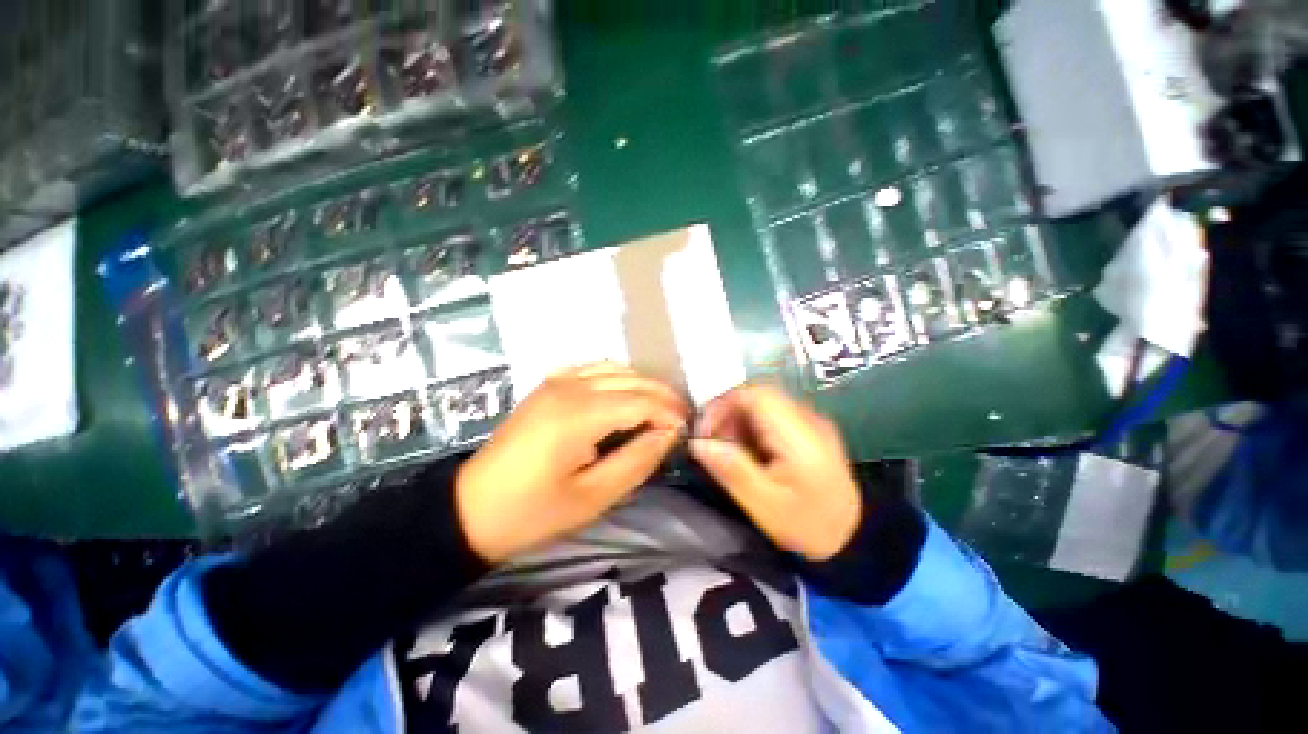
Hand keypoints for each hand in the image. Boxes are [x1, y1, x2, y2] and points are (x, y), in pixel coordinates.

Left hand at [456, 363, 689, 562]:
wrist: (470, 508)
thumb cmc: (533, 511)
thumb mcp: (593, 498)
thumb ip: (637, 461)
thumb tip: (668, 434)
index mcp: (579, 415)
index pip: (640, 401)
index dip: (669, 413)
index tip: (685, 431)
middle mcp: (569, 387)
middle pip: (631, 379)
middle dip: (662, 396)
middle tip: (681, 419)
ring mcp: (556, 382)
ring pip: (614, 369)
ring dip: (642, 384)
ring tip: (660, 408)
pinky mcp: (548, 386)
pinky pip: (593, 370)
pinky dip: (618, 378)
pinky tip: (626, 395)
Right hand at [689, 385, 860, 561]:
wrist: (853, 539)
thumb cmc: (806, 526)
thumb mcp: (764, 505)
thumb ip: (732, 470)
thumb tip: (698, 443)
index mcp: (800, 438)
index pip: (757, 395)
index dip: (723, 403)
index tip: (705, 430)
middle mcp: (809, 420)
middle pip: (759, 395)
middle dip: (728, 413)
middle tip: (714, 442)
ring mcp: (812, 422)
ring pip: (764, 403)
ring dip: (739, 419)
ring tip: (729, 449)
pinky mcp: (810, 429)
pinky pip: (773, 414)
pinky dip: (752, 426)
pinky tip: (748, 450)